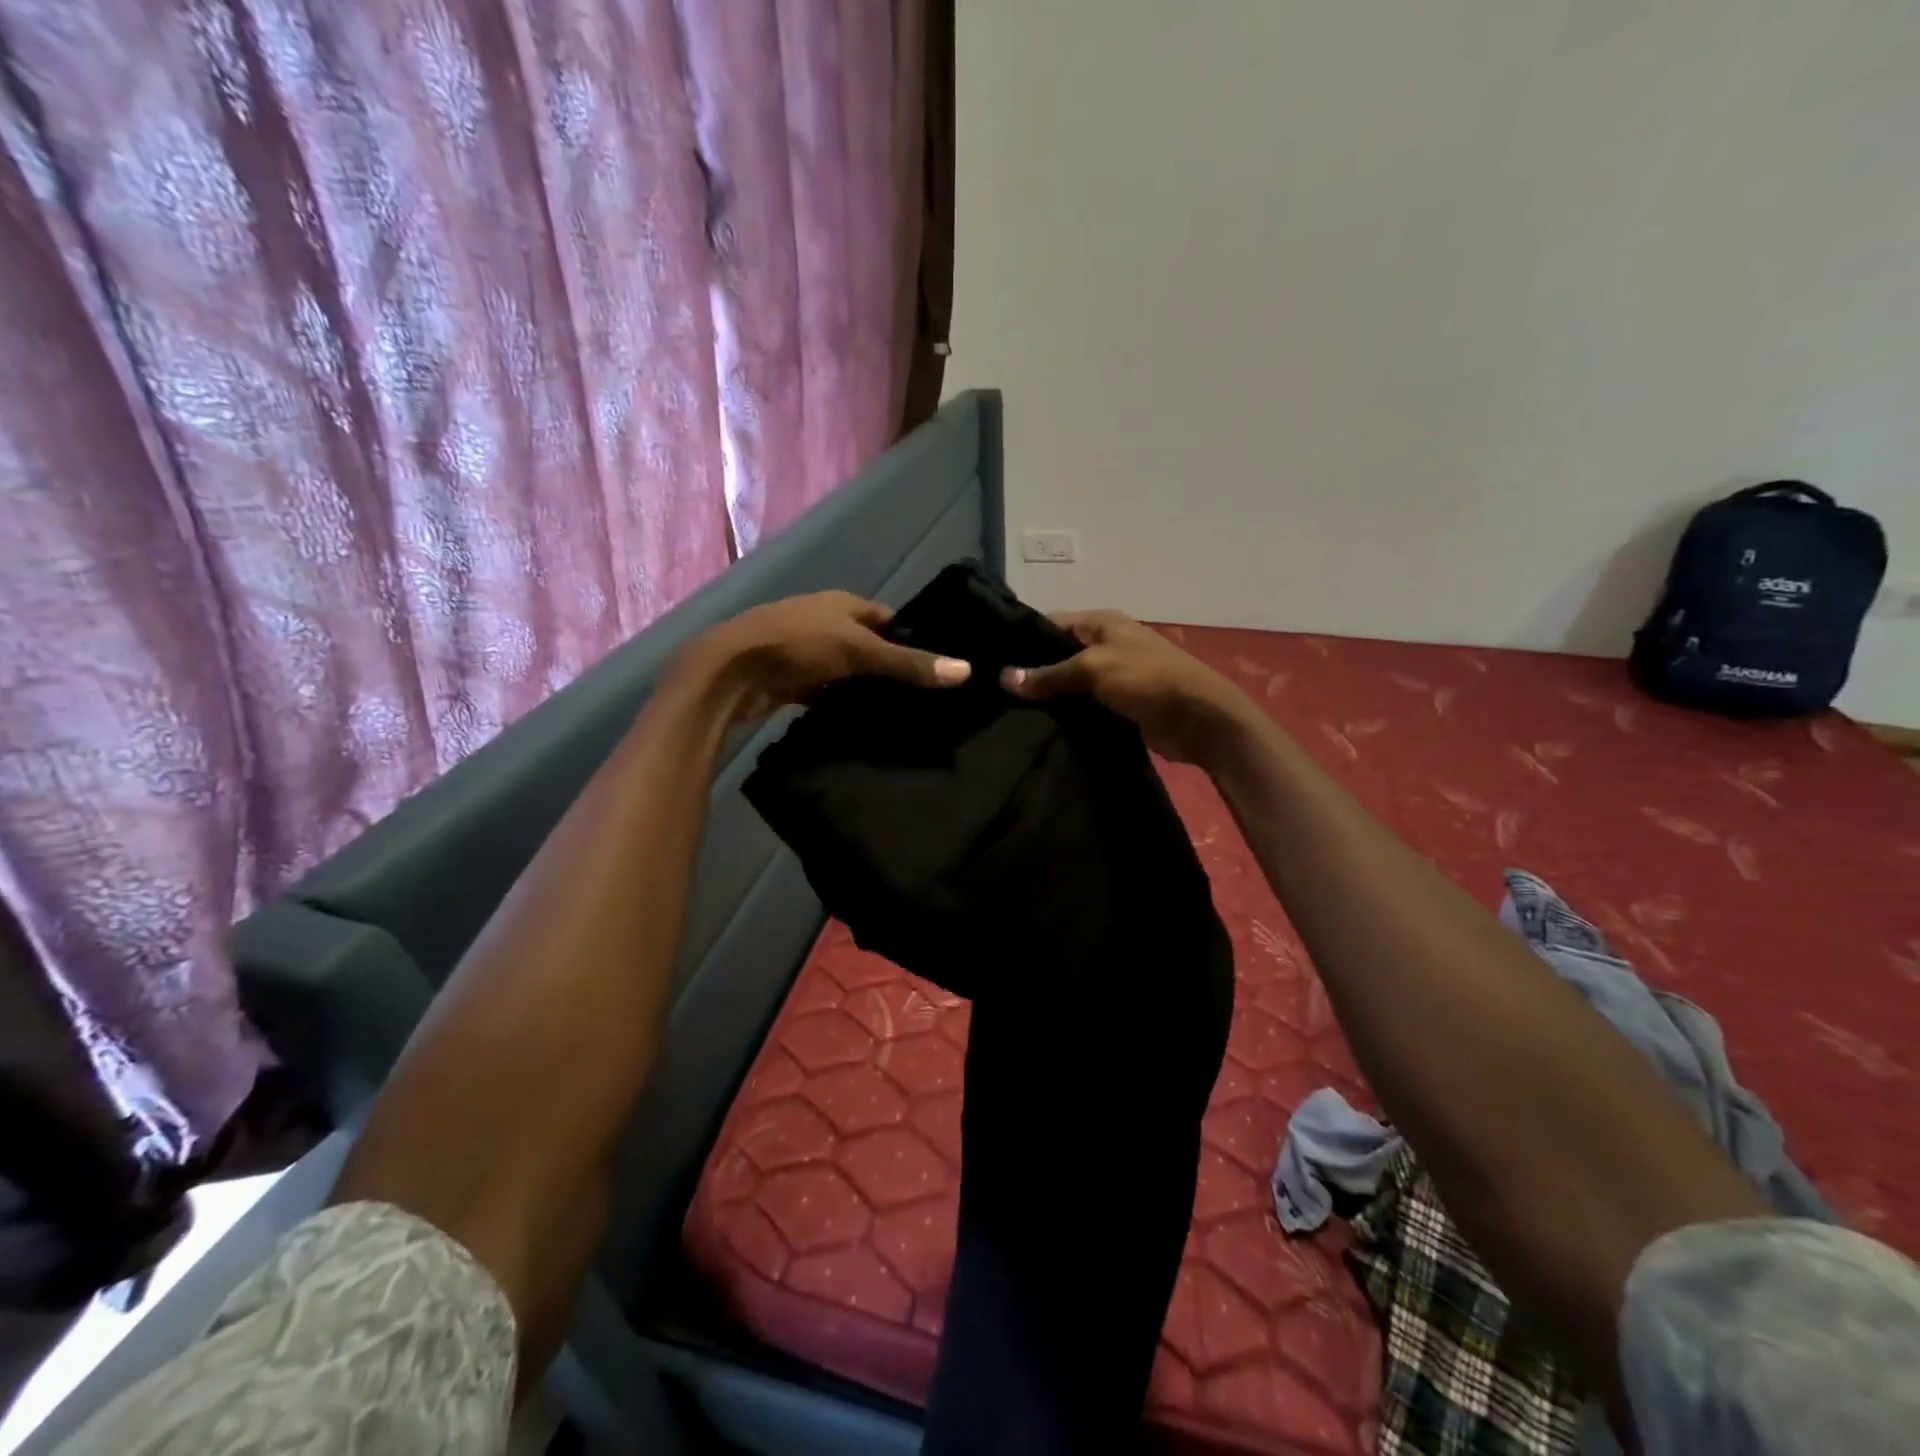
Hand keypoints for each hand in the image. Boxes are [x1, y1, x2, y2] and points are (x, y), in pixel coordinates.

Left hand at [689, 591, 970, 723]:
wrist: (732, 671)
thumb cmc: (799, 645)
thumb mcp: (860, 651)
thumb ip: (909, 663)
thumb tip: (966, 670)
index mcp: (842, 604)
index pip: (887, 618)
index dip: (911, 637)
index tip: (935, 664)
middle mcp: (824, 622)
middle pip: (867, 644)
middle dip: (888, 666)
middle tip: (921, 696)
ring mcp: (804, 651)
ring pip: (845, 670)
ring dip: (863, 687)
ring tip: (897, 714)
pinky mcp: (789, 680)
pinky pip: (824, 692)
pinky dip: (838, 703)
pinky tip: (858, 722)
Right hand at [1001, 610, 1253, 763]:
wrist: (1200, 719)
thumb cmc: (1147, 680)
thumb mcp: (1094, 669)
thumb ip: (1050, 674)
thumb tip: (1005, 678)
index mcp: (1102, 622)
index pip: (1052, 624)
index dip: (1023, 640)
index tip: (993, 659)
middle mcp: (1107, 643)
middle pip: (1060, 654)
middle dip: (1033, 671)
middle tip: (995, 691)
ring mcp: (1114, 675)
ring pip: (1071, 683)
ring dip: (1050, 697)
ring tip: (1010, 711)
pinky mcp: (1120, 704)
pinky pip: (1085, 705)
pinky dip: (1068, 714)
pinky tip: (1040, 726)